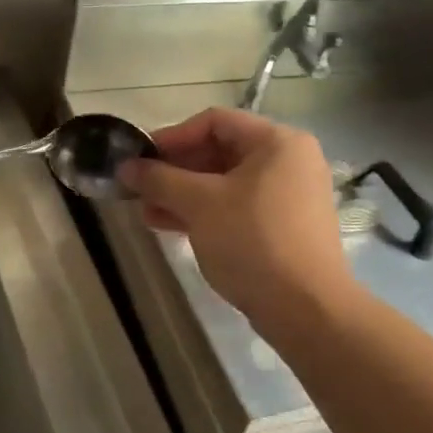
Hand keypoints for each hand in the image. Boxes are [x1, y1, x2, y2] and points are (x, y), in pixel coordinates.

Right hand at [121, 108, 353, 330]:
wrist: (306, 310)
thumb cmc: (253, 241)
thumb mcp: (200, 204)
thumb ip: (160, 179)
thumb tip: (126, 167)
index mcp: (277, 142)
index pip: (215, 122)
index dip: (172, 136)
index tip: (140, 158)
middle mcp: (288, 161)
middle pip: (220, 151)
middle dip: (175, 170)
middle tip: (140, 187)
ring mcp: (288, 196)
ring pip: (225, 183)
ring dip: (183, 194)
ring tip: (146, 211)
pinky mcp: (283, 227)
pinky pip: (237, 207)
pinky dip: (204, 212)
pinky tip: (170, 226)